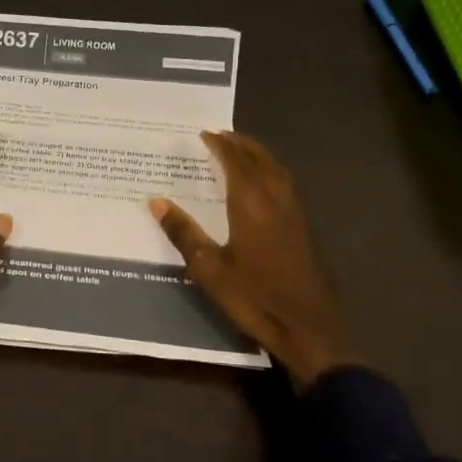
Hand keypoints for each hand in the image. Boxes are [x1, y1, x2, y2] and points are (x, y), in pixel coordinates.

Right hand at [150, 131, 346, 388]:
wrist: (306, 327)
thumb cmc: (253, 297)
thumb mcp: (208, 269)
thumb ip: (183, 232)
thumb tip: (155, 201)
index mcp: (251, 206)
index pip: (236, 164)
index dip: (221, 146)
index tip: (205, 133)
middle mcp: (275, 202)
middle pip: (261, 160)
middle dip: (242, 144)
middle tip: (223, 134)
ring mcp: (293, 215)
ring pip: (278, 171)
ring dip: (259, 155)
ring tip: (242, 150)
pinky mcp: (303, 230)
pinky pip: (285, 185)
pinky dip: (270, 172)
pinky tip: (262, 185)